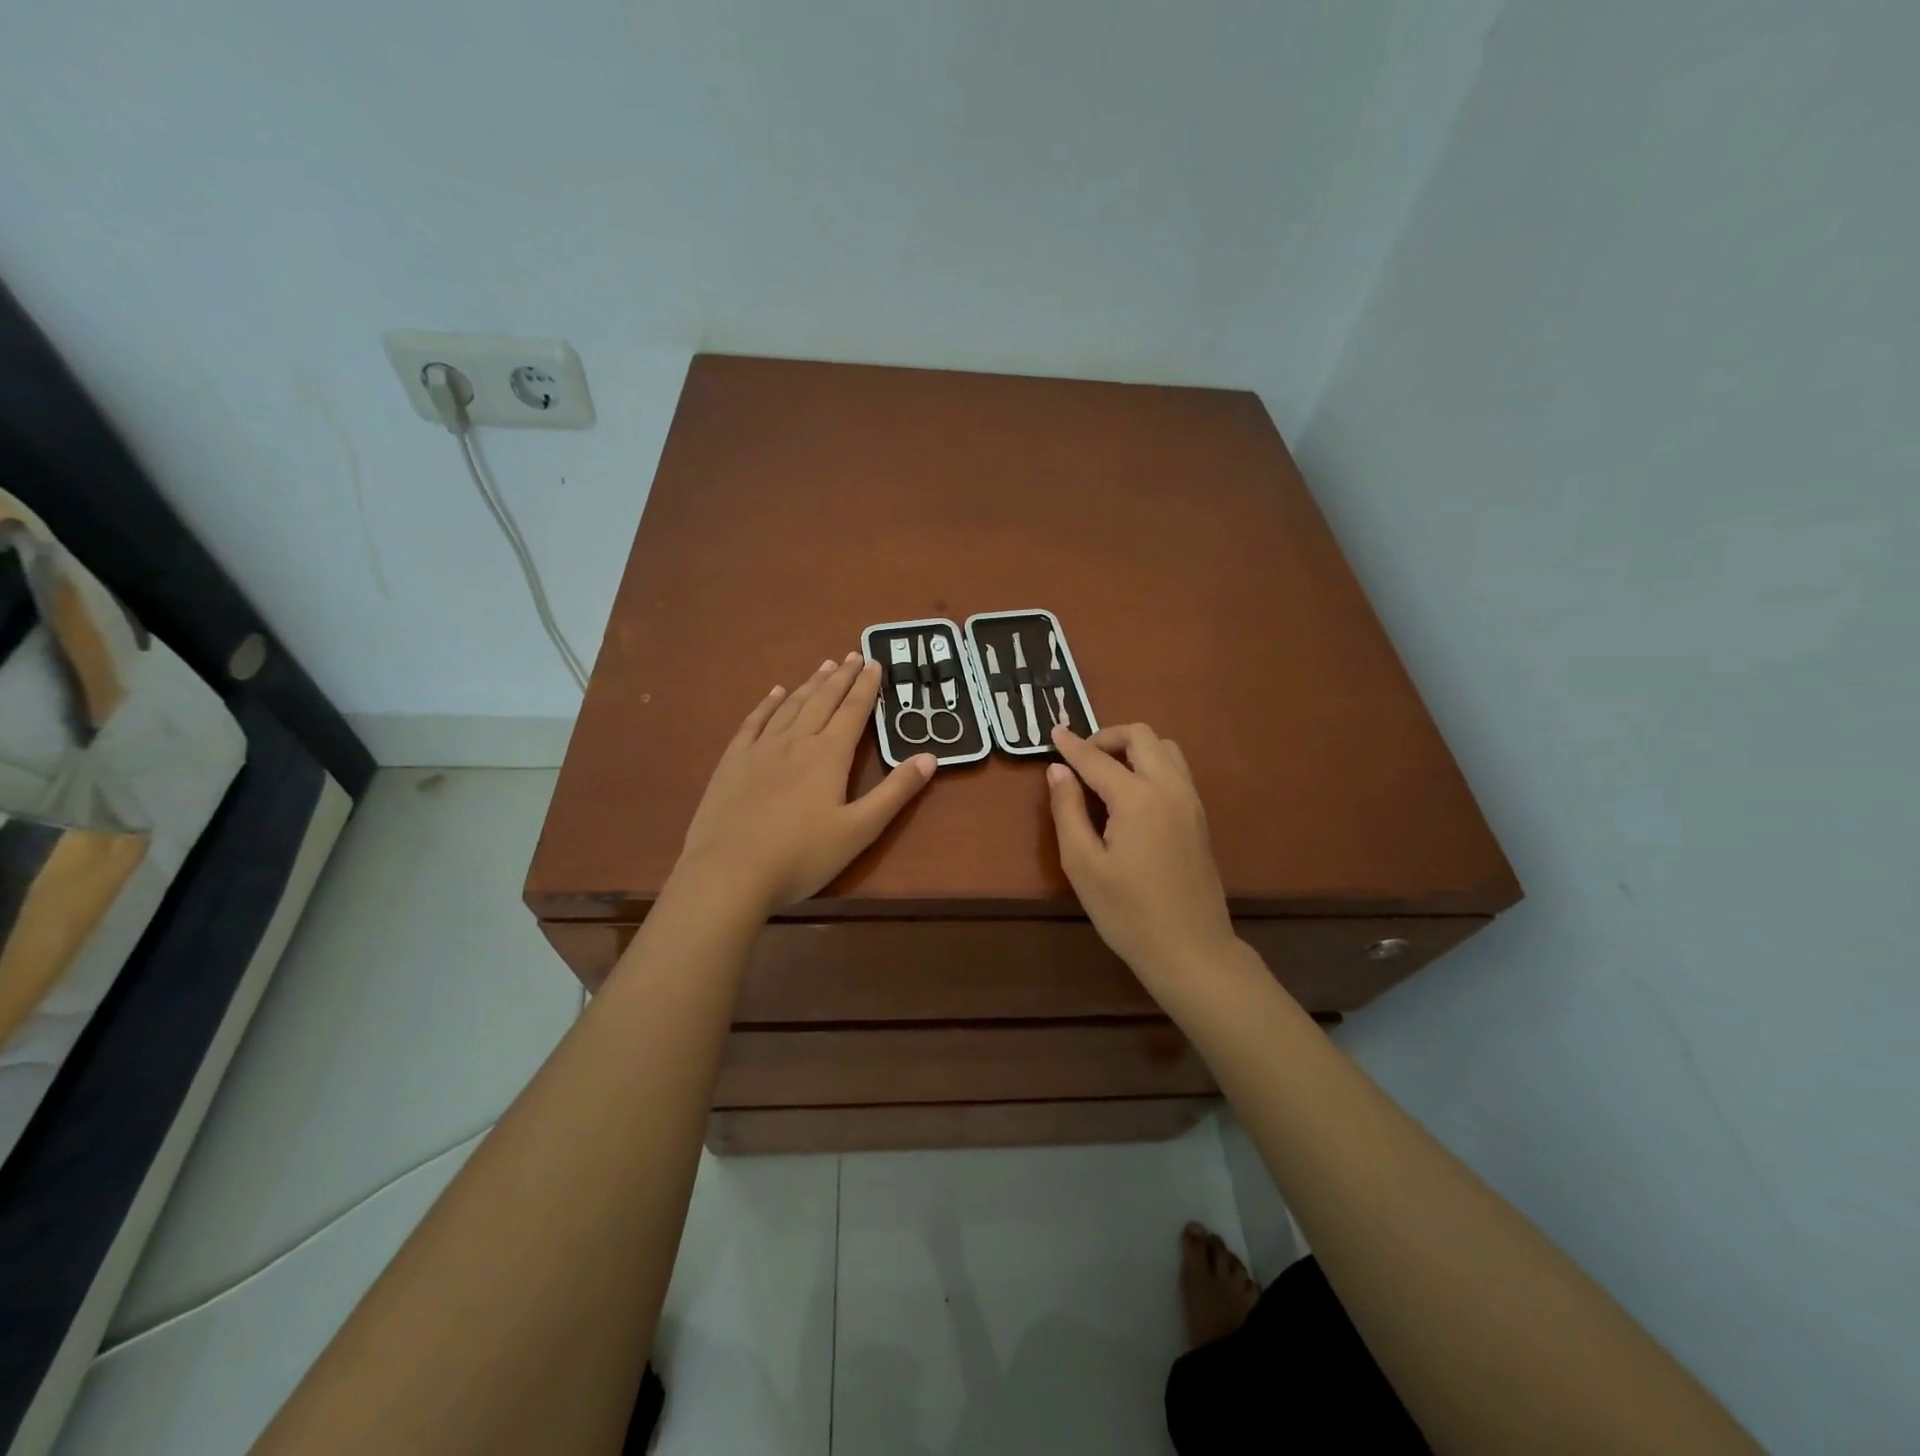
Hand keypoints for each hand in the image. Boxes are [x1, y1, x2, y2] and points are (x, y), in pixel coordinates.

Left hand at [677, 653, 935, 914]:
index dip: (867, 686)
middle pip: (823, 700)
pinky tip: (775, 693)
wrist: (729, 873)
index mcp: (829, 755)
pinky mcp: (733, 762)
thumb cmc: (801, 856)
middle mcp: (796, 741)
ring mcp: (760, 749)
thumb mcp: (860, 830)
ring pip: (790, 705)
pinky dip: (768, 704)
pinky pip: (754, 722)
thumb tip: (930, 757)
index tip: (875, 662)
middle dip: (841, 677)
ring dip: (810, 684)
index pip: (854, 711)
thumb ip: (895, 792)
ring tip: (824, 666)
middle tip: (853, 655)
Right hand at [1046, 723, 1236, 986]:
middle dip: (1107, 737)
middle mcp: (1169, 788)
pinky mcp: (1199, 817)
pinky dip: (1152, 763)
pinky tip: (1132, 793)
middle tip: (1081, 759)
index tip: (1054, 731)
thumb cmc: (1127, 912)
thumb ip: (1067, 810)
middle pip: (1142, 736)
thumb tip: (1058, 771)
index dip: (1072, 745)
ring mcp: (1191, 801)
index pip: (1097, 758)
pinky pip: (1176, 770)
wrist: (1190, 949)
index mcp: (1137, 798)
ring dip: (1134, 748)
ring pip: (1166, 748)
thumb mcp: (1082, 865)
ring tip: (1107, 773)